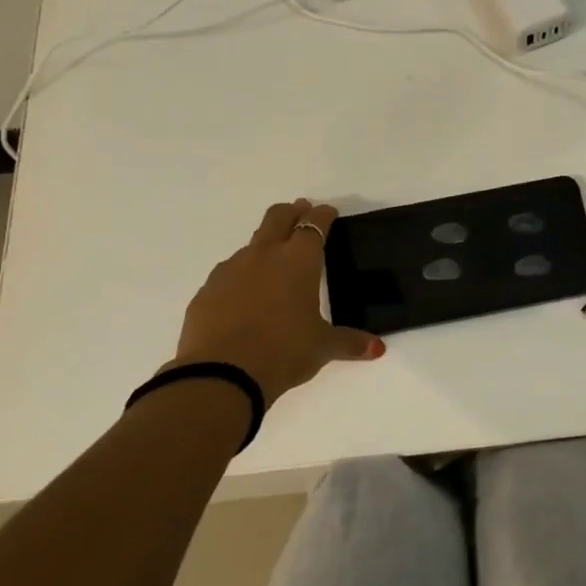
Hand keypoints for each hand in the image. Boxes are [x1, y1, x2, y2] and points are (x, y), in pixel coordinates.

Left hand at [167, 199, 382, 407]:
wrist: (221, 374)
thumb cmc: (284, 352)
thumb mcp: (323, 348)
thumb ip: (350, 342)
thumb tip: (377, 349)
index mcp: (298, 261)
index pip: (314, 225)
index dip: (323, 215)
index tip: (329, 212)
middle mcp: (264, 256)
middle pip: (277, 217)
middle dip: (292, 211)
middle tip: (301, 212)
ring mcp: (231, 270)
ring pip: (252, 244)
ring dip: (266, 245)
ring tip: (274, 262)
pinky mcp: (207, 290)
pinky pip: (229, 273)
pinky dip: (242, 275)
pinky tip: (246, 296)